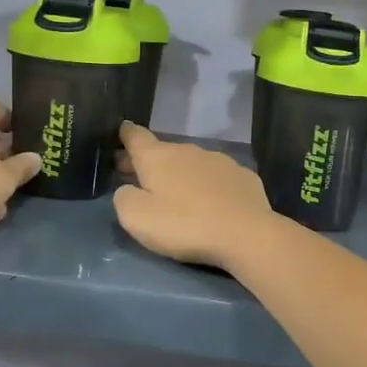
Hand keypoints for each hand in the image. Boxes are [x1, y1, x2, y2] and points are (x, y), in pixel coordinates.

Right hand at [113, 122, 276, 268]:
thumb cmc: (185, 224)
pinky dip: (208, 185)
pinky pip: (217, 177)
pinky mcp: (243, 175)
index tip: (120, 132)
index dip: (125, 134)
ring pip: (191, 162)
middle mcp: (188, 149)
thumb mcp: (137, 218)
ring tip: (178, 195)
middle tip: (138, 179)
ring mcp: (219, 160)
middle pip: (162, 151)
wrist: (246, 234)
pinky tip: (211, 203)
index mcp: (158, 156)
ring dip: (180, 174)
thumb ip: (124, 198)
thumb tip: (128, 189)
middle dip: (149, 163)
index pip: (135, 135)